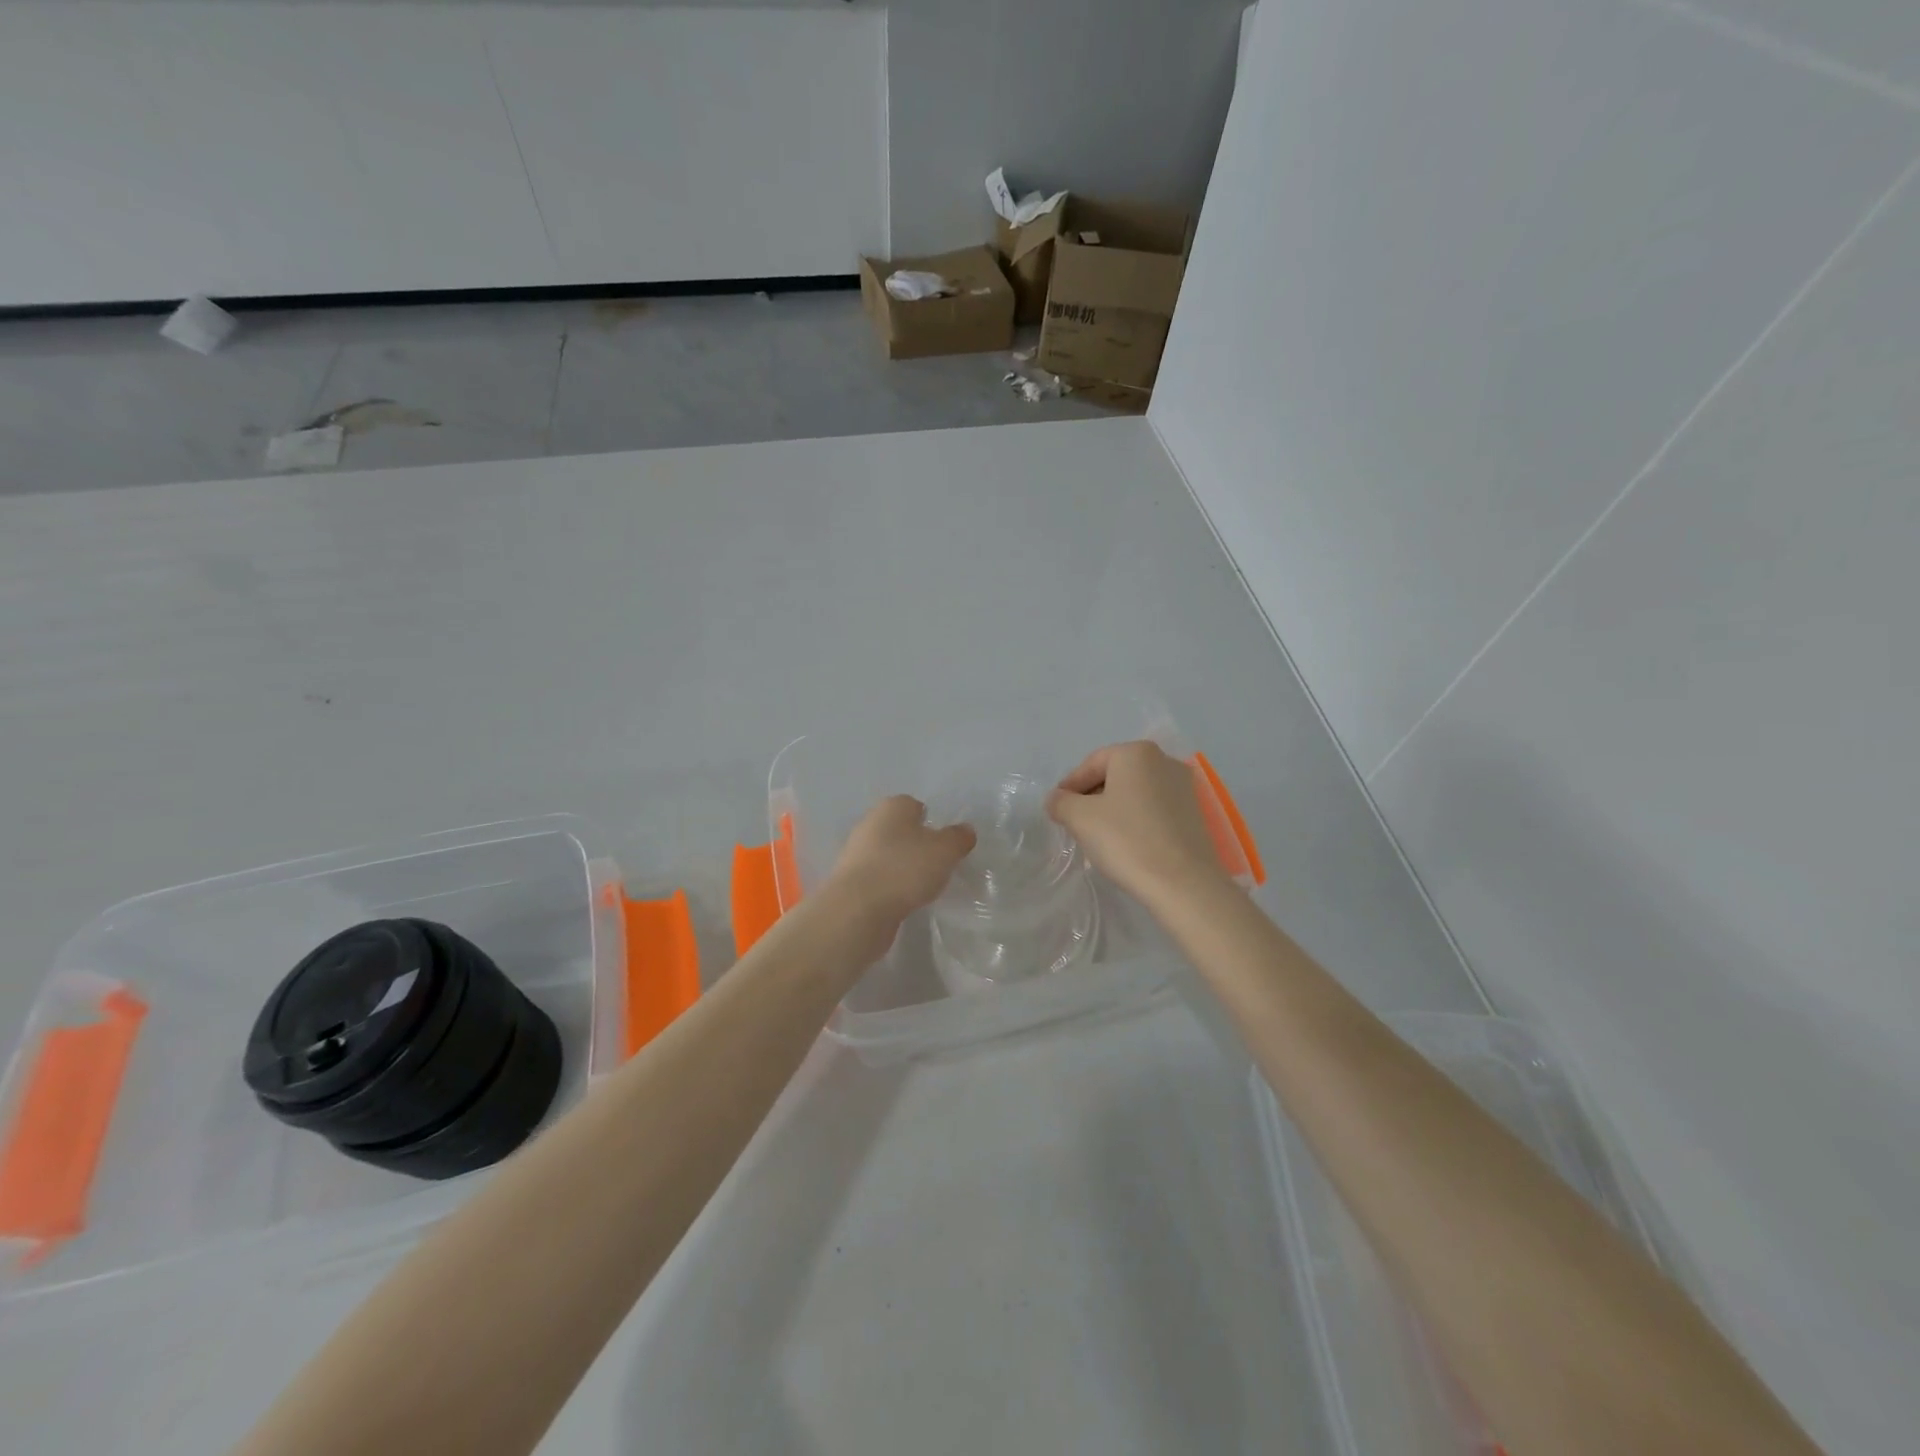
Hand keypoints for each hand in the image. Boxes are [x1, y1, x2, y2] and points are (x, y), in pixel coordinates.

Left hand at [826, 795, 976, 928]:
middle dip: (916, 845)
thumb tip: (965, 830)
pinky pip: (878, 878)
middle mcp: (870, 823)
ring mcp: (856, 853)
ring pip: (887, 855)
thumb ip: (958, 838)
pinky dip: (890, 886)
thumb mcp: (945, 851)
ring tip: (922, 887)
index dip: (931, 822)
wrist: (858, 909)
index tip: (945, 843)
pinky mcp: (850, 881)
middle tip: (937, 865)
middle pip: (899, 830)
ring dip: (902, 867)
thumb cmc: (905, 868)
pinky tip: (902, 901)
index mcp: (892, 807)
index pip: (914, 805)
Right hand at [1046, 741, 1228, 905]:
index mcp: (1136, 753)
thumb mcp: (1079, 818)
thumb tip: (1057, 799)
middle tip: (1075, 824)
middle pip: (1115, 776)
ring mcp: (1184, 787)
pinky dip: (1136, 821)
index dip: (1069, 787)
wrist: (1183, 883)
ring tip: (1099, 838)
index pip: (1090, 764)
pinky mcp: (1195, 814)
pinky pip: (1154, 810)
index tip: (1056, 810)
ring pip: (1135, 794)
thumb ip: (1060, 802)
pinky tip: (1127, 845)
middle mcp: (1164, 761)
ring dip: (1113, 810)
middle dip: (1092, 798)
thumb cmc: (1126, 840)